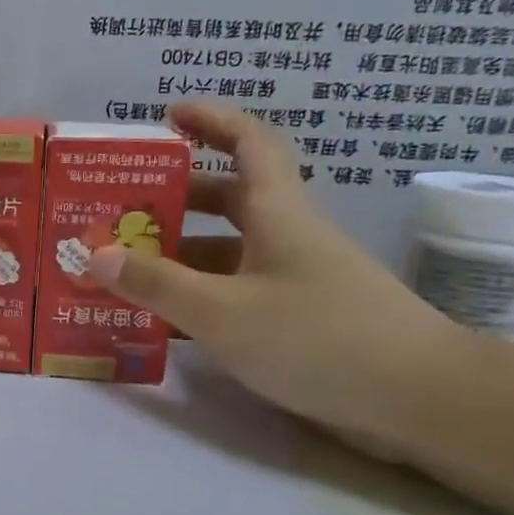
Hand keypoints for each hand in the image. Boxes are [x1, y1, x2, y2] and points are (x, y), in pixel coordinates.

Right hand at [86, 102, 462, 447]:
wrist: (418, 400)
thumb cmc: (318, 337)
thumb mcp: (223, 311)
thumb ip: (157, 284)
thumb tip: (95, 253)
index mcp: (278, 213)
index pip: (249, 143)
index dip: (212, 120)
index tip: (168, 114)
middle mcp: (287, 236)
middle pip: (230, 199)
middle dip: (177, 197)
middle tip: (124, 208)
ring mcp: (296, 279)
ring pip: (230, 251)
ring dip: (181, 254)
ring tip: (127, 267)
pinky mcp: (299, 318)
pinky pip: (238, 292)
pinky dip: (200, 296)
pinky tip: (164, 320)